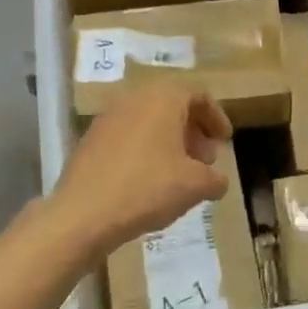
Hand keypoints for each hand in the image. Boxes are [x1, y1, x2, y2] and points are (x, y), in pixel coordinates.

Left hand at [51, 83, 232, 254]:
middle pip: (171, 106)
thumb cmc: (147, 188)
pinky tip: (149, 181)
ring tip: (179, 173)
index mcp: (162, 99)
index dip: (216, 117)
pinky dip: (145, 150)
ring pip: (148, 121)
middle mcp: (134, 99)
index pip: (198, 95)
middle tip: (204, 159)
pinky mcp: (90, 140)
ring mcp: (107, 118)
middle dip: (193, 130)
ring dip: (169, 141)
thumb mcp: (195, 186)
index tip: (224, 141)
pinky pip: (127, 137)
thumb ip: (215, 179)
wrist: (83, 213)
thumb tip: (218, 181)